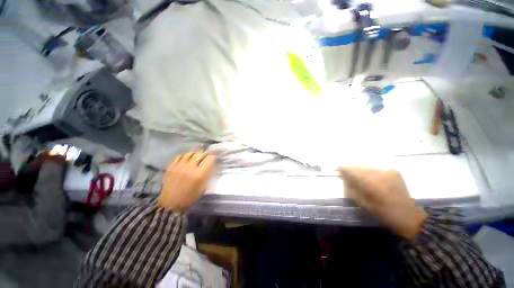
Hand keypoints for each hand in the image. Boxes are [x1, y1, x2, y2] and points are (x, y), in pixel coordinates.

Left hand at [158, 152, 215, 212]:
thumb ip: (207, 175)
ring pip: (190, 153)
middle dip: (205, 154)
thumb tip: (210, 166)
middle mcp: (190, 167)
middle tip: (206, 156)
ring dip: (195, 154)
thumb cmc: (190, 197)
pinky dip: (185, 156)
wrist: (171, 204)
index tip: (214, 157)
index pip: (209, 159)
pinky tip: (186, 159)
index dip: (213, 157)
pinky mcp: (171, 167)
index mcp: (199, 174)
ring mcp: (179, 166)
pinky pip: (179, 156)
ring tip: (196, 156)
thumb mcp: (203, 187)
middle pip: (200, 154)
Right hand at [338, 166, 426, 239]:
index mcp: (372, 182)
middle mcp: (380, 173)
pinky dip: (367, 169)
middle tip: (345, 173)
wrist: (409, 216)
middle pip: (358, 165)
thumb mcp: (363, 204)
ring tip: (355, 175)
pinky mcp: (393, 170)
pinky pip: (374, 166)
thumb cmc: (384, 214)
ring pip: (366, 165)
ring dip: (358, 169)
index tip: (336, 169)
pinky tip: (367, 176)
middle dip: (350, 168)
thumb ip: (351, 189)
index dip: (342, 168)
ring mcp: (388, 170)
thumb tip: (343, 177)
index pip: (352, 170)